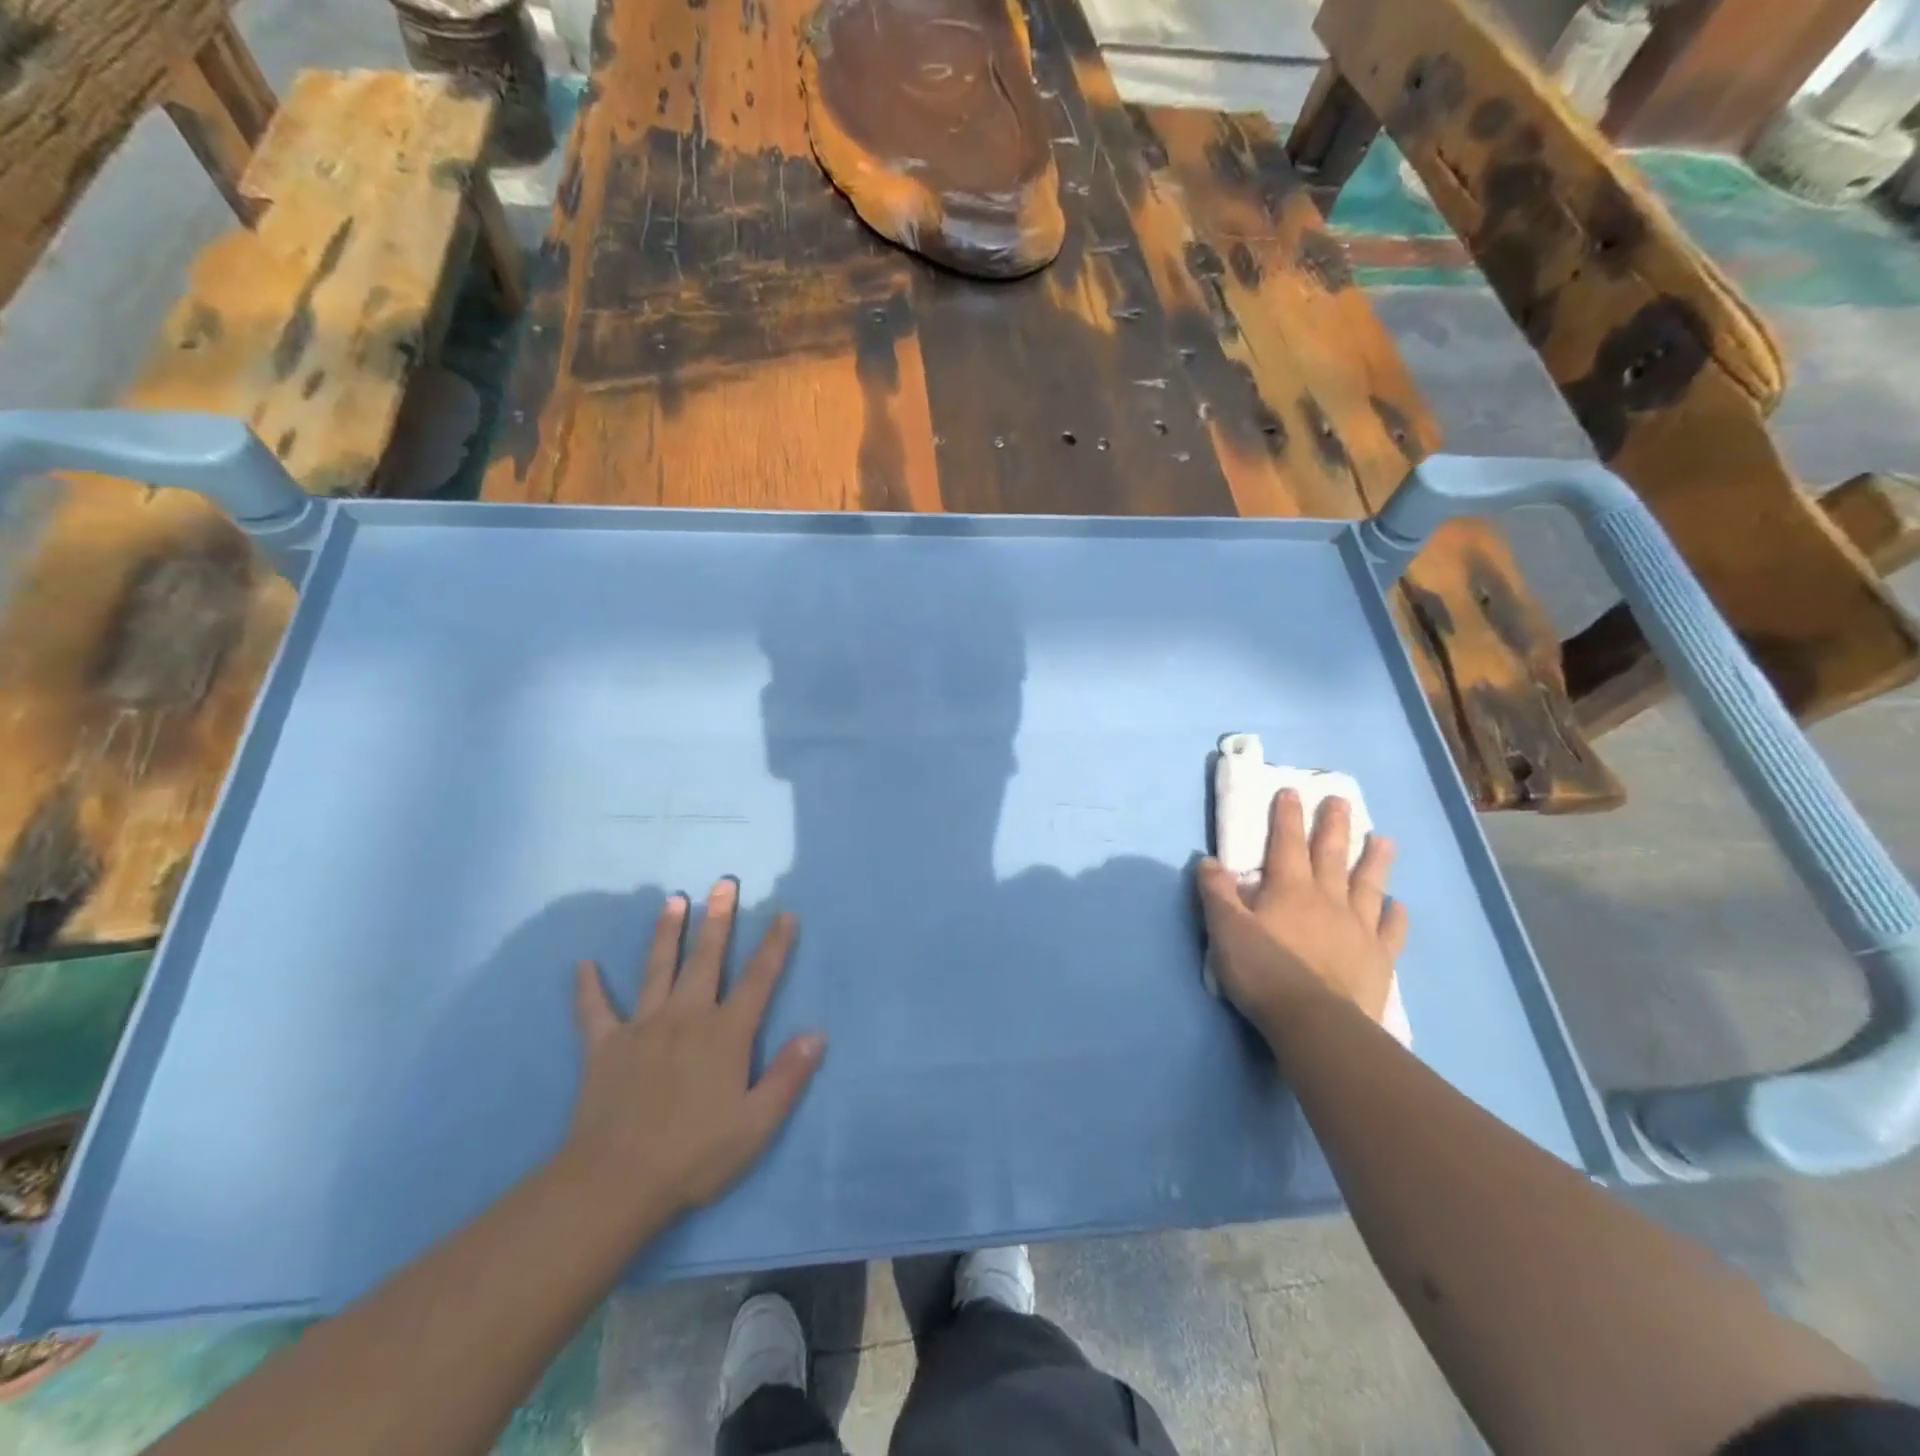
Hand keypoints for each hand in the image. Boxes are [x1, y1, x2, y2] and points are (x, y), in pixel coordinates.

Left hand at [560, 882, 824, 1221]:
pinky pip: (595, 1010)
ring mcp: (642, 1026)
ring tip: (674, 900)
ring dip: (668, 932)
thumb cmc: (694, 1154)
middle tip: (723, 882)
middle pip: (707, 958)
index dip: (774, 945)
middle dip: (719, 918)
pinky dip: (588, 988)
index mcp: (726, 1033)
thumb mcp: (756, 1124)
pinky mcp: (605, 1046)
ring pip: (658, 968)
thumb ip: (788, 1076)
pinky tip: (583, 965)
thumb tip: (816, 1034)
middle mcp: (687, 1017)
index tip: (784, 914)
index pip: (758, 979)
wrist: (615, 1182)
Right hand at [1197, 790, 1406, 1034]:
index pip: (1286, 843)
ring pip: (1368, 884)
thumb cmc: (1265, 973)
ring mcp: (1358, 928)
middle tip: (1340, 800)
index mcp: (1289, 890)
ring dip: (1374, 860)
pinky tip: (1398, 905)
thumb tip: (1209, 861)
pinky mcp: (1379, 958)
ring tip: (1384, 839)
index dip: (1287, 816)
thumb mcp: (1226, 930)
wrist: (1317, 1023)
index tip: (1291, 791)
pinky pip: (1391, 930)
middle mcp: (1327, 899)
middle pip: (1331, 855)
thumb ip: (1217, 893)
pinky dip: (1395, 915)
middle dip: (1333, 825)